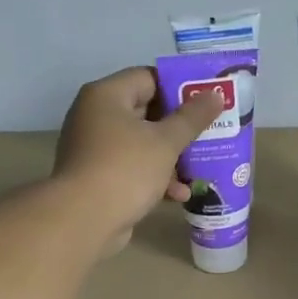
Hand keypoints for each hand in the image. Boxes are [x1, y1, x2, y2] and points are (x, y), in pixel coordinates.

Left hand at [54, 67, 225, 254]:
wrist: (83, 221)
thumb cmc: (125, 169)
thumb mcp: (165, 142)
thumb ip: (192, 117)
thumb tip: (214, 93)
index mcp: (106, 96)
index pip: (148, 78)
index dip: (180, 88)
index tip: (207, 100)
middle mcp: (95, 116)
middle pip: (146, 112)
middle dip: (179, 127)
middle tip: (210, 133)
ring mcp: (94, 148)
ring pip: (141, 143)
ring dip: (170, 157)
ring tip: (200, 168)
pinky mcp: (97, 177)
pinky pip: (132, 168)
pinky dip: (154, 177)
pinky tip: (179, 195)